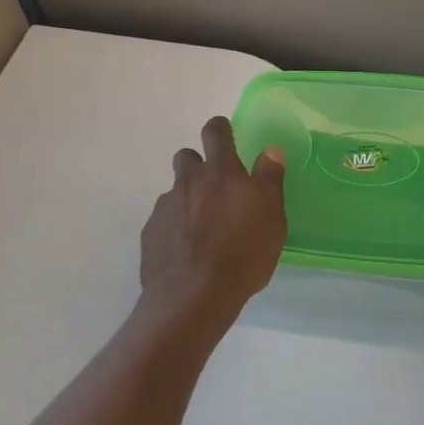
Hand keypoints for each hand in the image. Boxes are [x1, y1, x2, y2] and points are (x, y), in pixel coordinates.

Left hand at [139, 117, 286, 334]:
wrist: (194, 295)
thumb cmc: (243, 253)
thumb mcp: (272, 217)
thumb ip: (270, 180)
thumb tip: (270, 150)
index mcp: (222, 173)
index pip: (216, 133)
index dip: (220, 129)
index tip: (225, 133)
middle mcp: (189, 182)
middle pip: (187, 157)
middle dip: (199, 164)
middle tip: (216, 189)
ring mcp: (165, 207)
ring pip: (175, 191)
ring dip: (188, 200)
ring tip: (203, 228)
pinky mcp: (150, 233)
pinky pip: (164, 220)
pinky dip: (175, 228)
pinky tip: (187, 251)